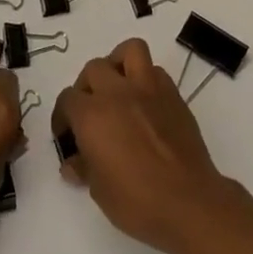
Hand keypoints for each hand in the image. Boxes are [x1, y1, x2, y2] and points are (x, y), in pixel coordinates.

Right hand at [52, 37, 242, 253]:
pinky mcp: (173, 95)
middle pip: (93, 69)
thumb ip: (84, 168)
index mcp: (92, 115)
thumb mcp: (99, 191)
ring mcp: (148, 89)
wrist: (190, 203)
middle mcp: (117, 93)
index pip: (67, 99)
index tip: (68, 136)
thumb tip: (73, 163)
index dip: (63, 117)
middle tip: (91, 112)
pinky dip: (146, 79)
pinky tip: (145, 104)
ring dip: (118, 64)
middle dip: (87, 87)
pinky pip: (155, 71)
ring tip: (118, 88)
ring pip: (129, 50)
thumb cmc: (138, 202)